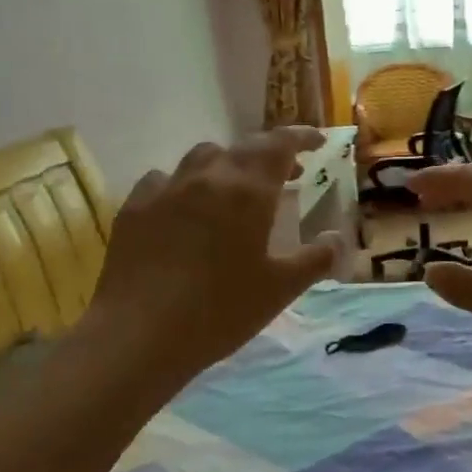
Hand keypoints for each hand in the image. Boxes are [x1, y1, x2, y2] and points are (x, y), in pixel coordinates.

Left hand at [81, 129, 337, 384]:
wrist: (139, 334)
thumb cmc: (220, 311)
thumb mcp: (280, 289)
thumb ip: (315, 259)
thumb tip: (337, 238)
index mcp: (248, 191)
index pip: (280, 144)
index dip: (302, 137)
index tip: (318, 143)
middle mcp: (208, 177)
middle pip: (244, 147)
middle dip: (270, 153)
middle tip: (288, 173)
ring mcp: (167, 189)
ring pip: (203, 157)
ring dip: (227, 164)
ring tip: (235, 188)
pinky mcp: (134, 207)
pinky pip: (164, 179)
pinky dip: (184, 184)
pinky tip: (183, 207)